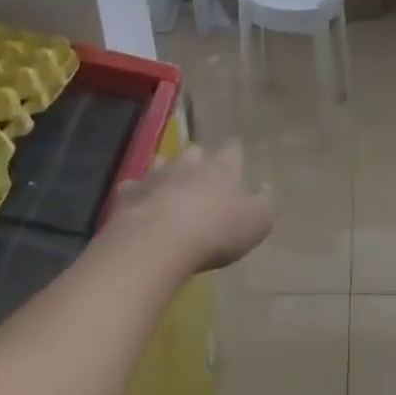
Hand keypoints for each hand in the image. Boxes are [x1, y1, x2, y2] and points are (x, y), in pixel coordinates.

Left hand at [106, 143, 274, 274]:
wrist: (157, 243)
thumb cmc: (215, 232)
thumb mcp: (257, 223)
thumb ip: (265, 204)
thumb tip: (266, 189)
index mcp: (222, 169)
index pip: (232, 151)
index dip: (234, 155)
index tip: (236, 157)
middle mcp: (188, 165)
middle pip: (195, 153)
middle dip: (198, 161)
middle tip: (202, 175)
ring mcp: (155, 177)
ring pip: (162, 164)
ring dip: (167, 172)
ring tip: (170, 186)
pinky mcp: (128, 195)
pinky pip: (133, 188)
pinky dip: (137, 193)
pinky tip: (139, 204)